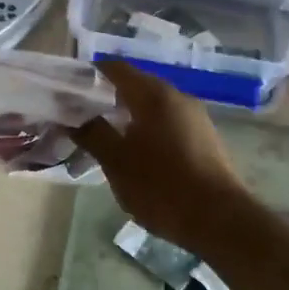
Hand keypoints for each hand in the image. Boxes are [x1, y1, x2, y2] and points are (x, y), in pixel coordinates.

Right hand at [70, 60, 255, 246]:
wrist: (220, 221)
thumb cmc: (161, 186)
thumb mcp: (116, 161)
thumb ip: (92, 133)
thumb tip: (74, 118)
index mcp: (154, 95)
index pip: (115, 68)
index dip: (89, 75)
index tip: (68, 91)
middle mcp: (178, 97)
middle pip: (135, 85)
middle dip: (106, 98)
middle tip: (81, 117)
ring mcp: (196, 117)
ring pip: (152, 106)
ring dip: (127, 116)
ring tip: (106, 138)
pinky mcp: (205, 139)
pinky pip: (168, 123)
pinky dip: (147, 129)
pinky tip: (137, 154)